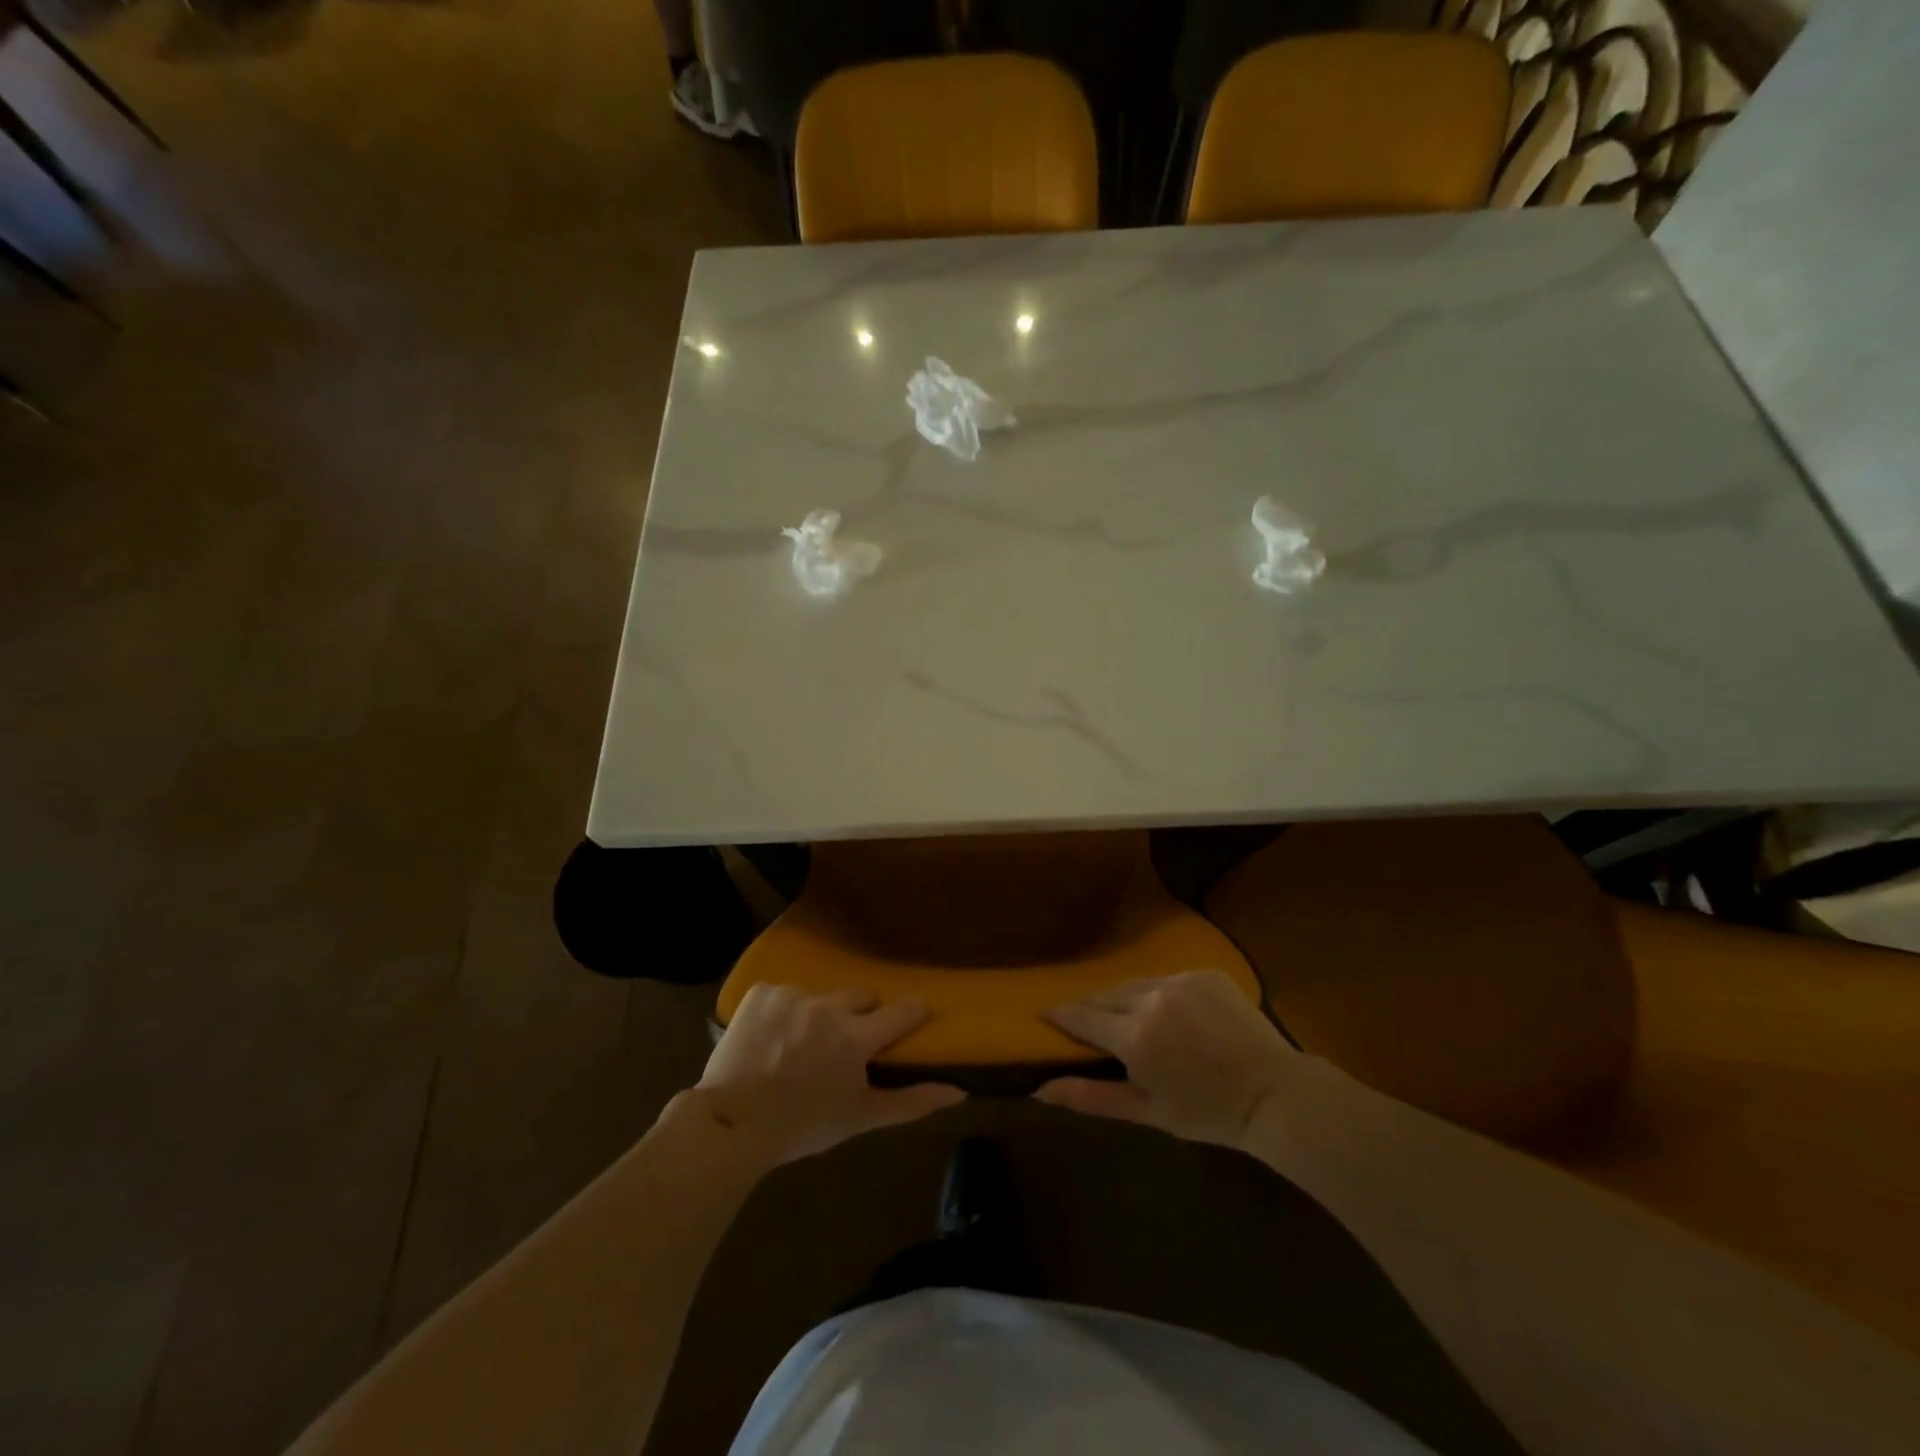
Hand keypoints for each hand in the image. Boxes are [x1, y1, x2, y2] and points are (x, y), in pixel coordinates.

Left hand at [694, 985, 964, 1165]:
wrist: (729, 1124)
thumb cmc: (802, 1126)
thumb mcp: (860, 1118)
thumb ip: (912, 1102)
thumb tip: (960, 1092)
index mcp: (856, 1037)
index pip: (903, 1010)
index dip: (914, 1012)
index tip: (916, 1015)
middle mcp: (829, 1006)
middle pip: (861, 996)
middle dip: (860, 1015)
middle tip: (844, 1043)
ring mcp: (793, 994)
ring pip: (821, 996)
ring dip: (818, 1014)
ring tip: (798, 1046)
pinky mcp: (762, 991)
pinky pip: (785, 993)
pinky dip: (784, 1011)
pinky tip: (770, 1037)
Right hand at [1035, 969, 1297, 1149]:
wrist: (1274, 1093)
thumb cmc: (1206, 1112)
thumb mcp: (1145, 1110)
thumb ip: (1089, 1097)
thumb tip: (1039, 1091)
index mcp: (1134, 1035)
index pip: (1081, 1016)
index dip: (1060, 1015)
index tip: (1044, 1015)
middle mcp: (1152, 998)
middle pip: (1105, 995)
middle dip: (1091, 1008)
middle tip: (1086, 1023)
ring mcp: (1181, 981)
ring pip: (1136, 985)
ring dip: (1125, 999)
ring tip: (1128, 1018)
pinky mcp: (1206, 973)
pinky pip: (1168, 980)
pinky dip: (1160, 994)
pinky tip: (1171, 1015)